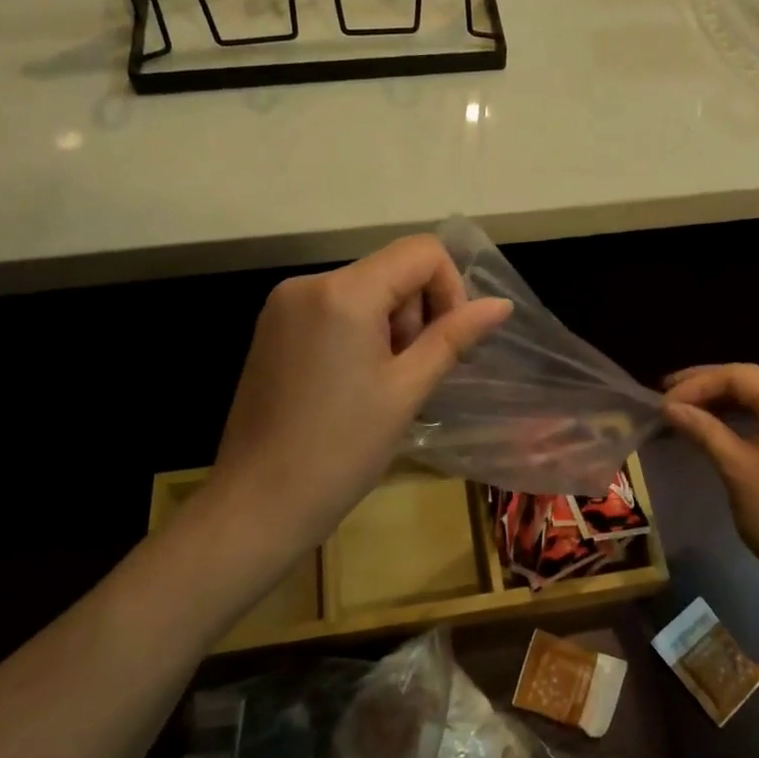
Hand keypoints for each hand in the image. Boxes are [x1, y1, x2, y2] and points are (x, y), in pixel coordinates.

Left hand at [207, 236, 511, 555]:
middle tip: (409, 375)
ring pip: (365, 290)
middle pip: (392, 269)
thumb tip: (501, 305)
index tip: (446, 343)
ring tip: (381, 386)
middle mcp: (309, 283)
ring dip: (390, 327)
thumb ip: (454, 336)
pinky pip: (334, 308)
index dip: (450, 289)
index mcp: (344, 292)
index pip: (421, 252)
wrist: (256, 506)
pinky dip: (359, 333)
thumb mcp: (408, 390)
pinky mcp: (272, 328)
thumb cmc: (341, 450)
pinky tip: (353, 384)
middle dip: (416, 314)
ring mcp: (283, 305)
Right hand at [663, 364, 758, 611]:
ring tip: (687, 409)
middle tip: (669, 393)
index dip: (698, 382)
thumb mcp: (734, 466)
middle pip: (753, 383)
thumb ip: (702, 429)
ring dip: (724, 402)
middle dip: (709, 385)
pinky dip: (741, 420)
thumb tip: (670, 407)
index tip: (665, 399)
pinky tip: (716, 429)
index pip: (740, 376)